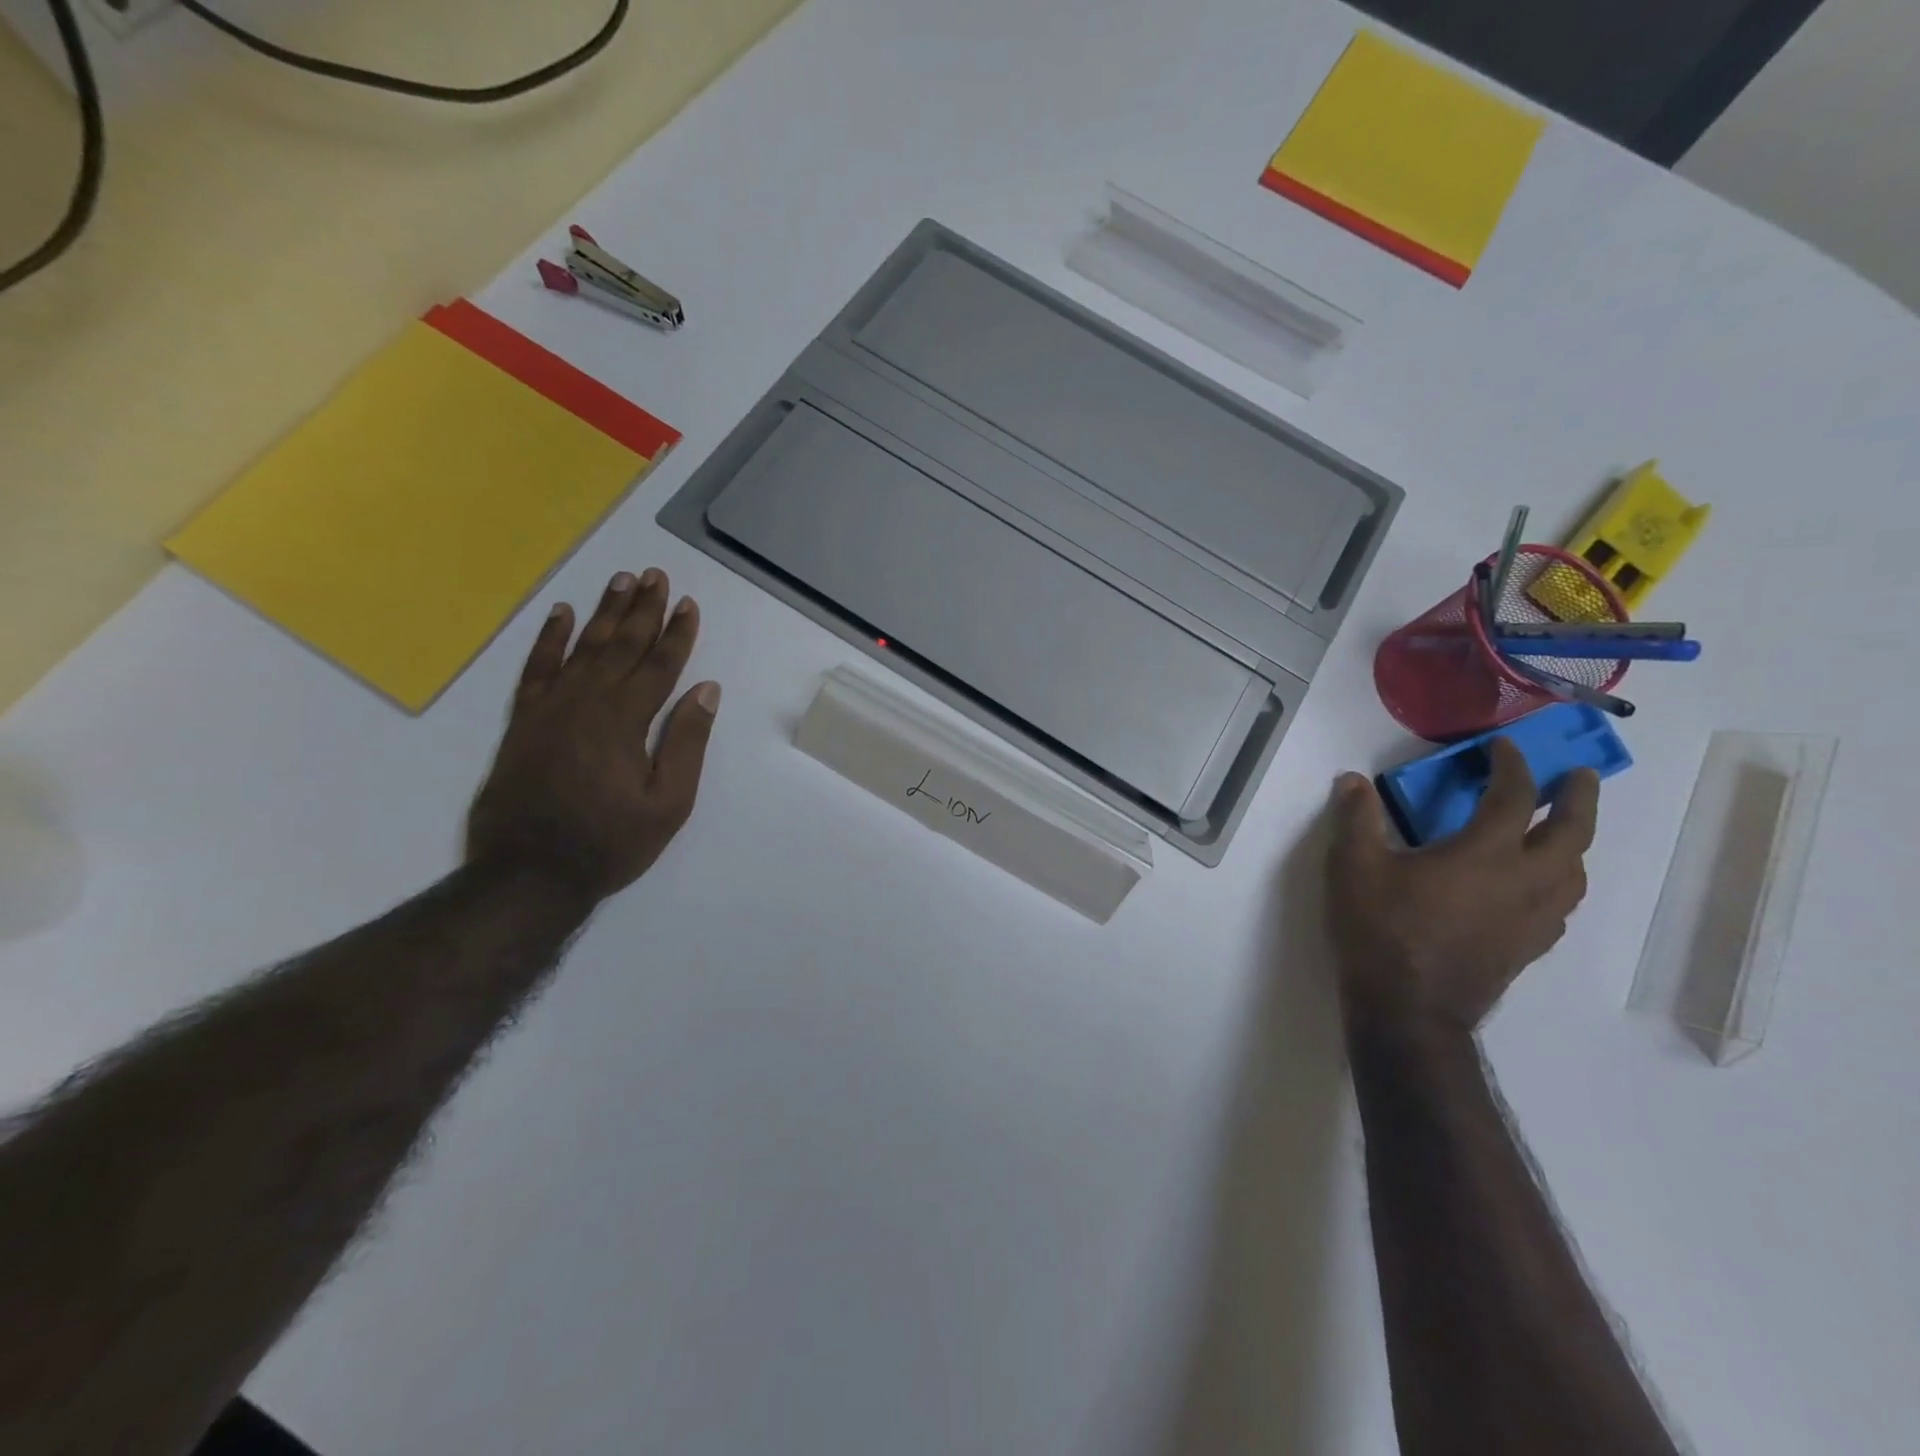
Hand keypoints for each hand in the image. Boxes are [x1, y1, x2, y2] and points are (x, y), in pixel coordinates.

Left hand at [467, 569, 719, 900]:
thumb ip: (687, 743)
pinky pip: (537, 667)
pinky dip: (549, 639)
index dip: (677, 634)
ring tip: (622, 581)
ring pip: (583, 647)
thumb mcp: (669, 803)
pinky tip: (562, 614)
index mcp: (627, 721)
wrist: (530, 872)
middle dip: (643, 609)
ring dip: (605, 612)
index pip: (660, 666)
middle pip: (622, 645)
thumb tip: (706, 690)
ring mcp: (551, 708)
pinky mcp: (524, 720)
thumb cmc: (610, 842)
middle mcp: (588, 702)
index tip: (689, 604)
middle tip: (656, 576)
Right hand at [1325, 738, 1597, 1037]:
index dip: (1511, 765)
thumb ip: (1356, 818)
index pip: (1514, 797)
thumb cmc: (1380, 929)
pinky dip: (1559, 882)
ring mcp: (1533, 919)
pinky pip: (1561, 905)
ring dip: (1575, 843)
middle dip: (1580, 798)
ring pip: (1575, 873)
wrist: (1407, 1010)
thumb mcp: (1352, 866)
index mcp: (1485, 854)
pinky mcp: (1528, 948)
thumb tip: (1352, 780)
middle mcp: (1524, 882)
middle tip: (1579, 776)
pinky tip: (1537, 888)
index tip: (1503, 747)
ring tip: (1562, 832)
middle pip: (1573, 833)